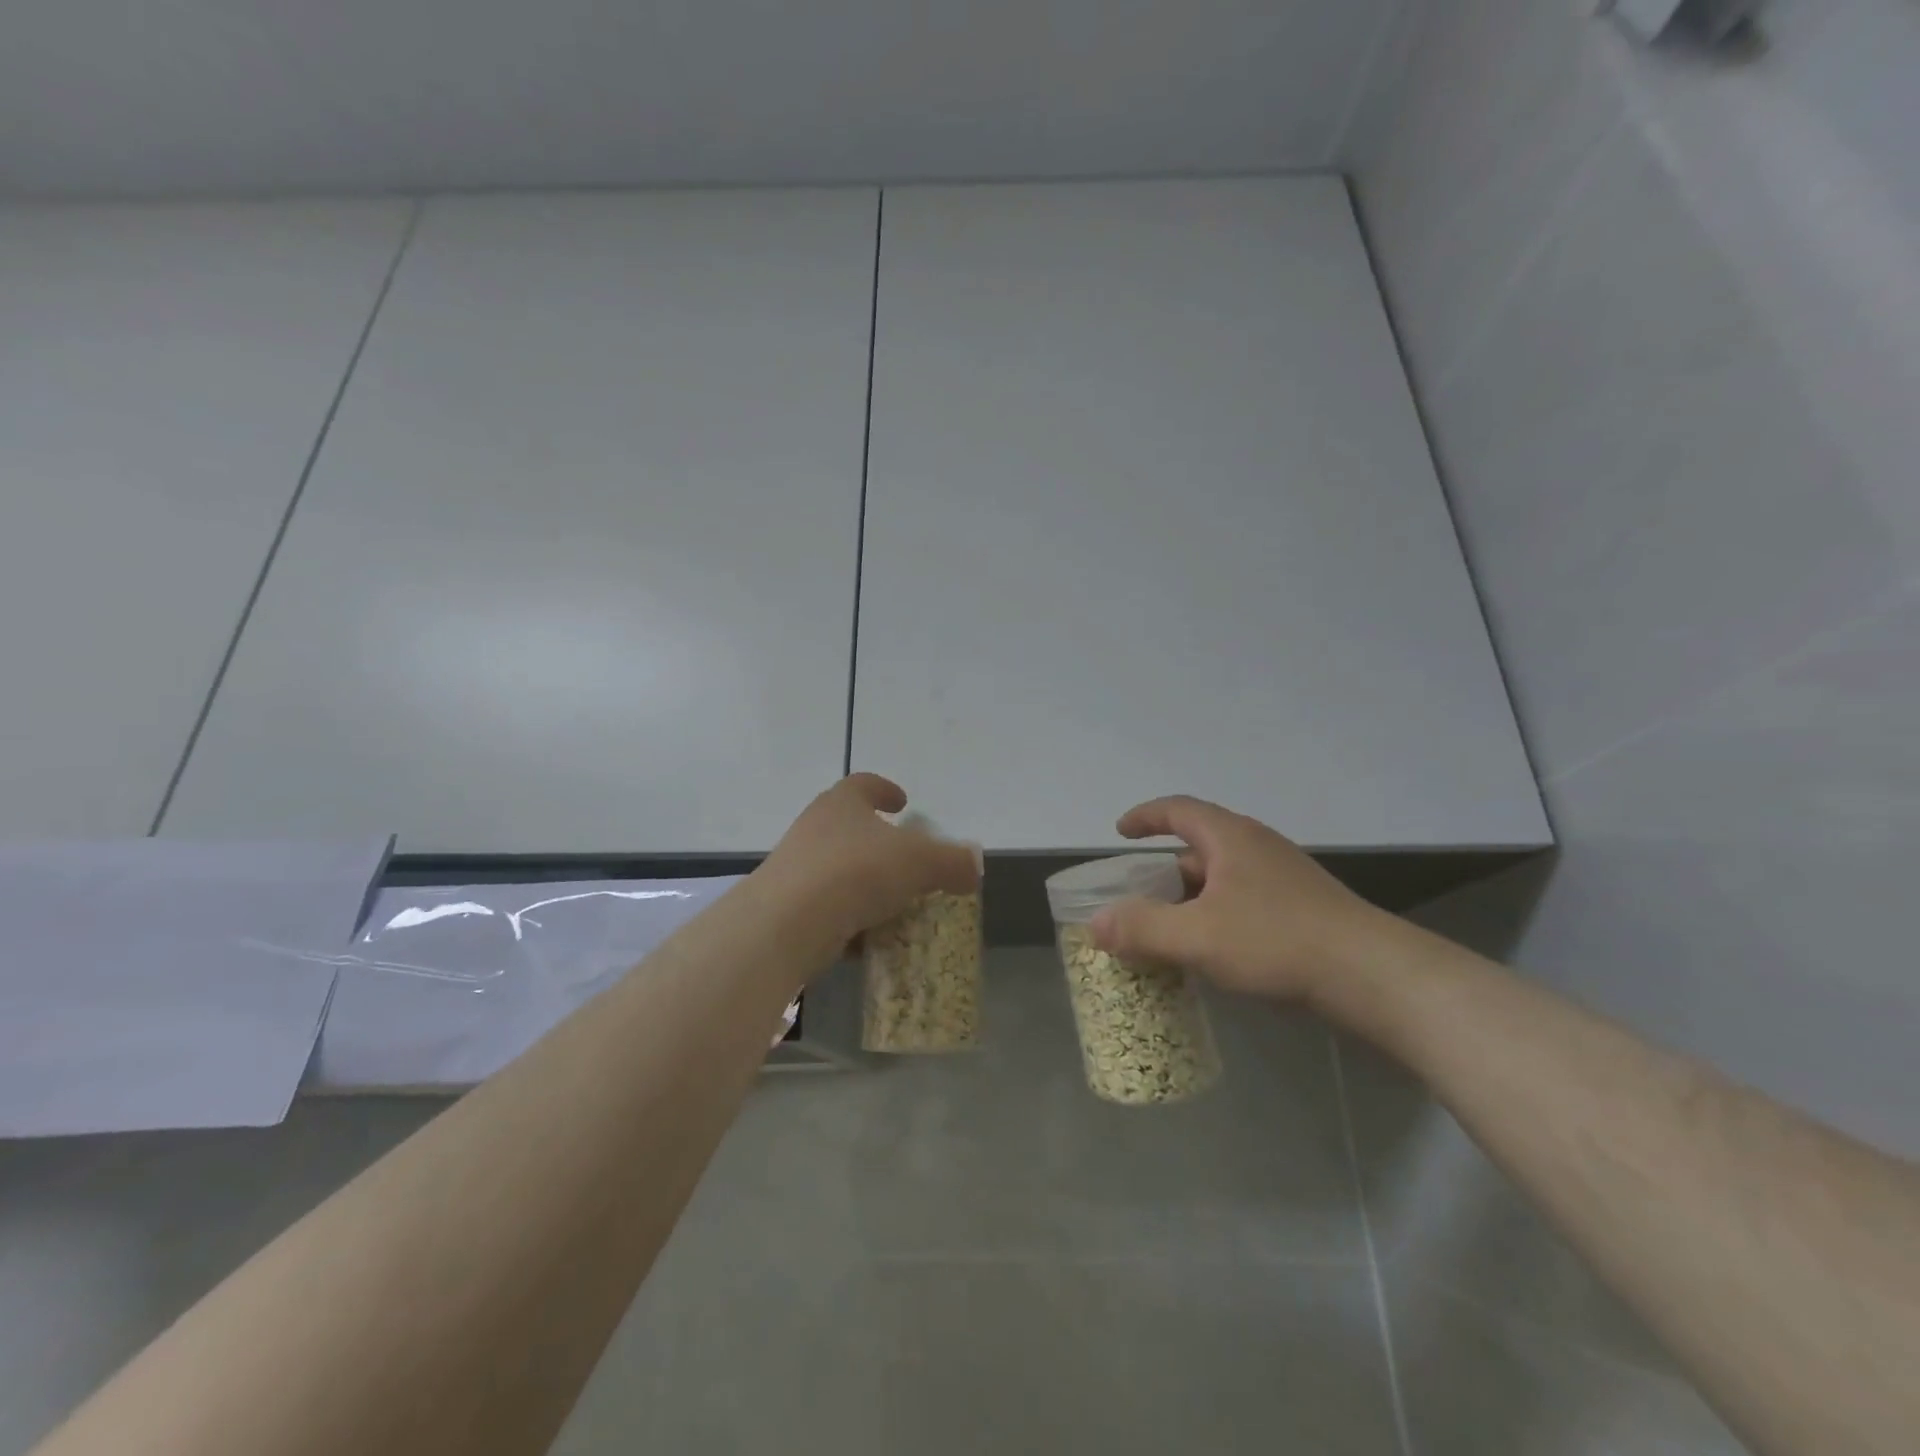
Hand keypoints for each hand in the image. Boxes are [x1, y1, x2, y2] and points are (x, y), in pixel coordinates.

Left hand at [760, 774, 981, 947]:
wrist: (787, 924)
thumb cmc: (856, 872)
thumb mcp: (920, 862)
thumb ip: (952, 861)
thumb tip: (974, 866)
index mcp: (843, 804)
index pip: (864, 784)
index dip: (885, 789)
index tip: (903, 803)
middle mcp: (815, 829)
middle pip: (849, 826)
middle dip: (877, 842)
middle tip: (905, 858)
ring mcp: (796, 868)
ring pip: (837, 869)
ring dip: (864, 883)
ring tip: (893, 903)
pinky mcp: (787, 908)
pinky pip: (827, 908)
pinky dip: (849, 919)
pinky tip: (869, 939)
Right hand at [1089, 795, 1392, 1001]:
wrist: (1374, 977)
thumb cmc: (1277, 942)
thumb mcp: (1197, 936)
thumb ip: (1142, 928)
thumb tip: (1096, 923)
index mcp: (1231, 838)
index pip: (1178, 810)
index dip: (1145, 817)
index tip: (1119, 833)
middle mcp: (1257, 848)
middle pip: (1198, 847)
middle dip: (1163, 871)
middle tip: (1137, 898)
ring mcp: (1284, 879)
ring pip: (1222, 879)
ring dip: (1190, 898)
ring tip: (1168, 930)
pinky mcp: (1303, 910)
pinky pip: (1244, 902)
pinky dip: (1216, 917)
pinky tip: (1213, 952)